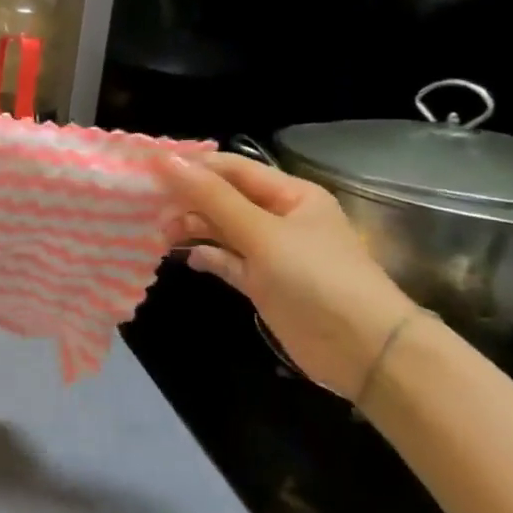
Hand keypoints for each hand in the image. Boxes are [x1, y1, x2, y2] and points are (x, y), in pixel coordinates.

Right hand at [158, 152, 417, 400]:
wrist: (363, 350)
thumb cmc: (315, 278)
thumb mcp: (261, 233)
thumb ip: (212, 198)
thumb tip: (166, 162)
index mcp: (290, 194)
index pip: (233, 169)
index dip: (193, 168)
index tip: (149, 174)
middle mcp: (281, 218)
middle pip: (225, 199)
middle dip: (189, 202)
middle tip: (150, 213)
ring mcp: (273, 253)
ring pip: (223, 230)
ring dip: (194, 229)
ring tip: (163, 236)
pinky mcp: (265, 284)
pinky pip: (229, 261)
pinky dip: (209, 257)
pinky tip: (188, 259)